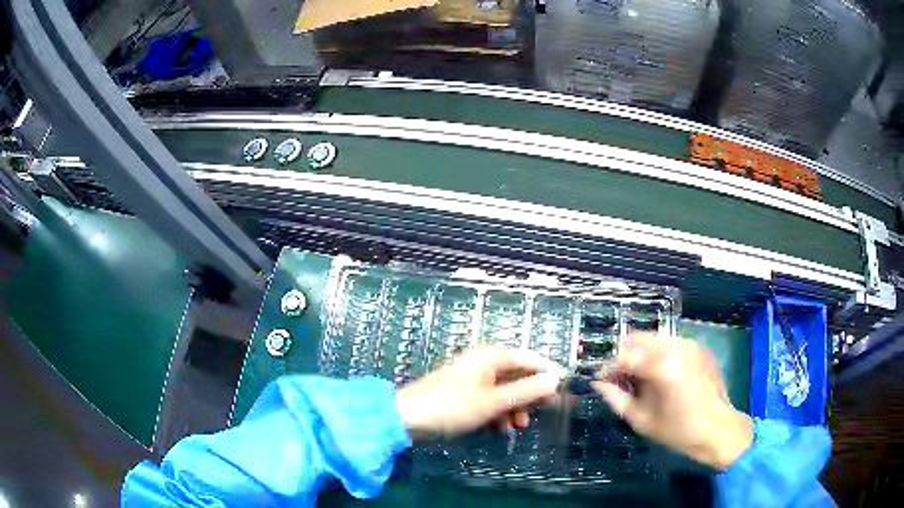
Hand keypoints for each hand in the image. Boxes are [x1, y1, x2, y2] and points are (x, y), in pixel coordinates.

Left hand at [395, 346, 564, 440]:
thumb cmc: (452, 406)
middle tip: (545, 411)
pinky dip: (498, 414)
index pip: (529, 359)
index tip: (564, 389)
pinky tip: (500, 429)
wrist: (406, 419)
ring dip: (514, 408)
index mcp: (491, 357)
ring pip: (504, 392)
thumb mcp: (494, 401)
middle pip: (517, 375)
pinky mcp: (463, 396)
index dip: (548, 373)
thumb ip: (526, 390)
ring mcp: (471, 380)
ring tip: (518, 426)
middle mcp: (482, 363)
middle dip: (530, 394)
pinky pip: (489, 402)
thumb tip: (555, 380)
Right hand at [593, 334, 753, 470]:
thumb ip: (616, 399)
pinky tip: (662, 376)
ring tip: (642, 379)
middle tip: (621, 379)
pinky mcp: (699, 347)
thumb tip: (599, 384)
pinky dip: (659, 354)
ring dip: (642, 354)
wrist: (718, 429)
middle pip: (638, 339)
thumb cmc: (679, 430)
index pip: (623, 356)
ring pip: (654, 339)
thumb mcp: (642, 420)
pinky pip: (671, 343)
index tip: (601, 380)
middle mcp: (675, 346)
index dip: (607, 368)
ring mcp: (690, 344)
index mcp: (661, 365)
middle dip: (624, 356)